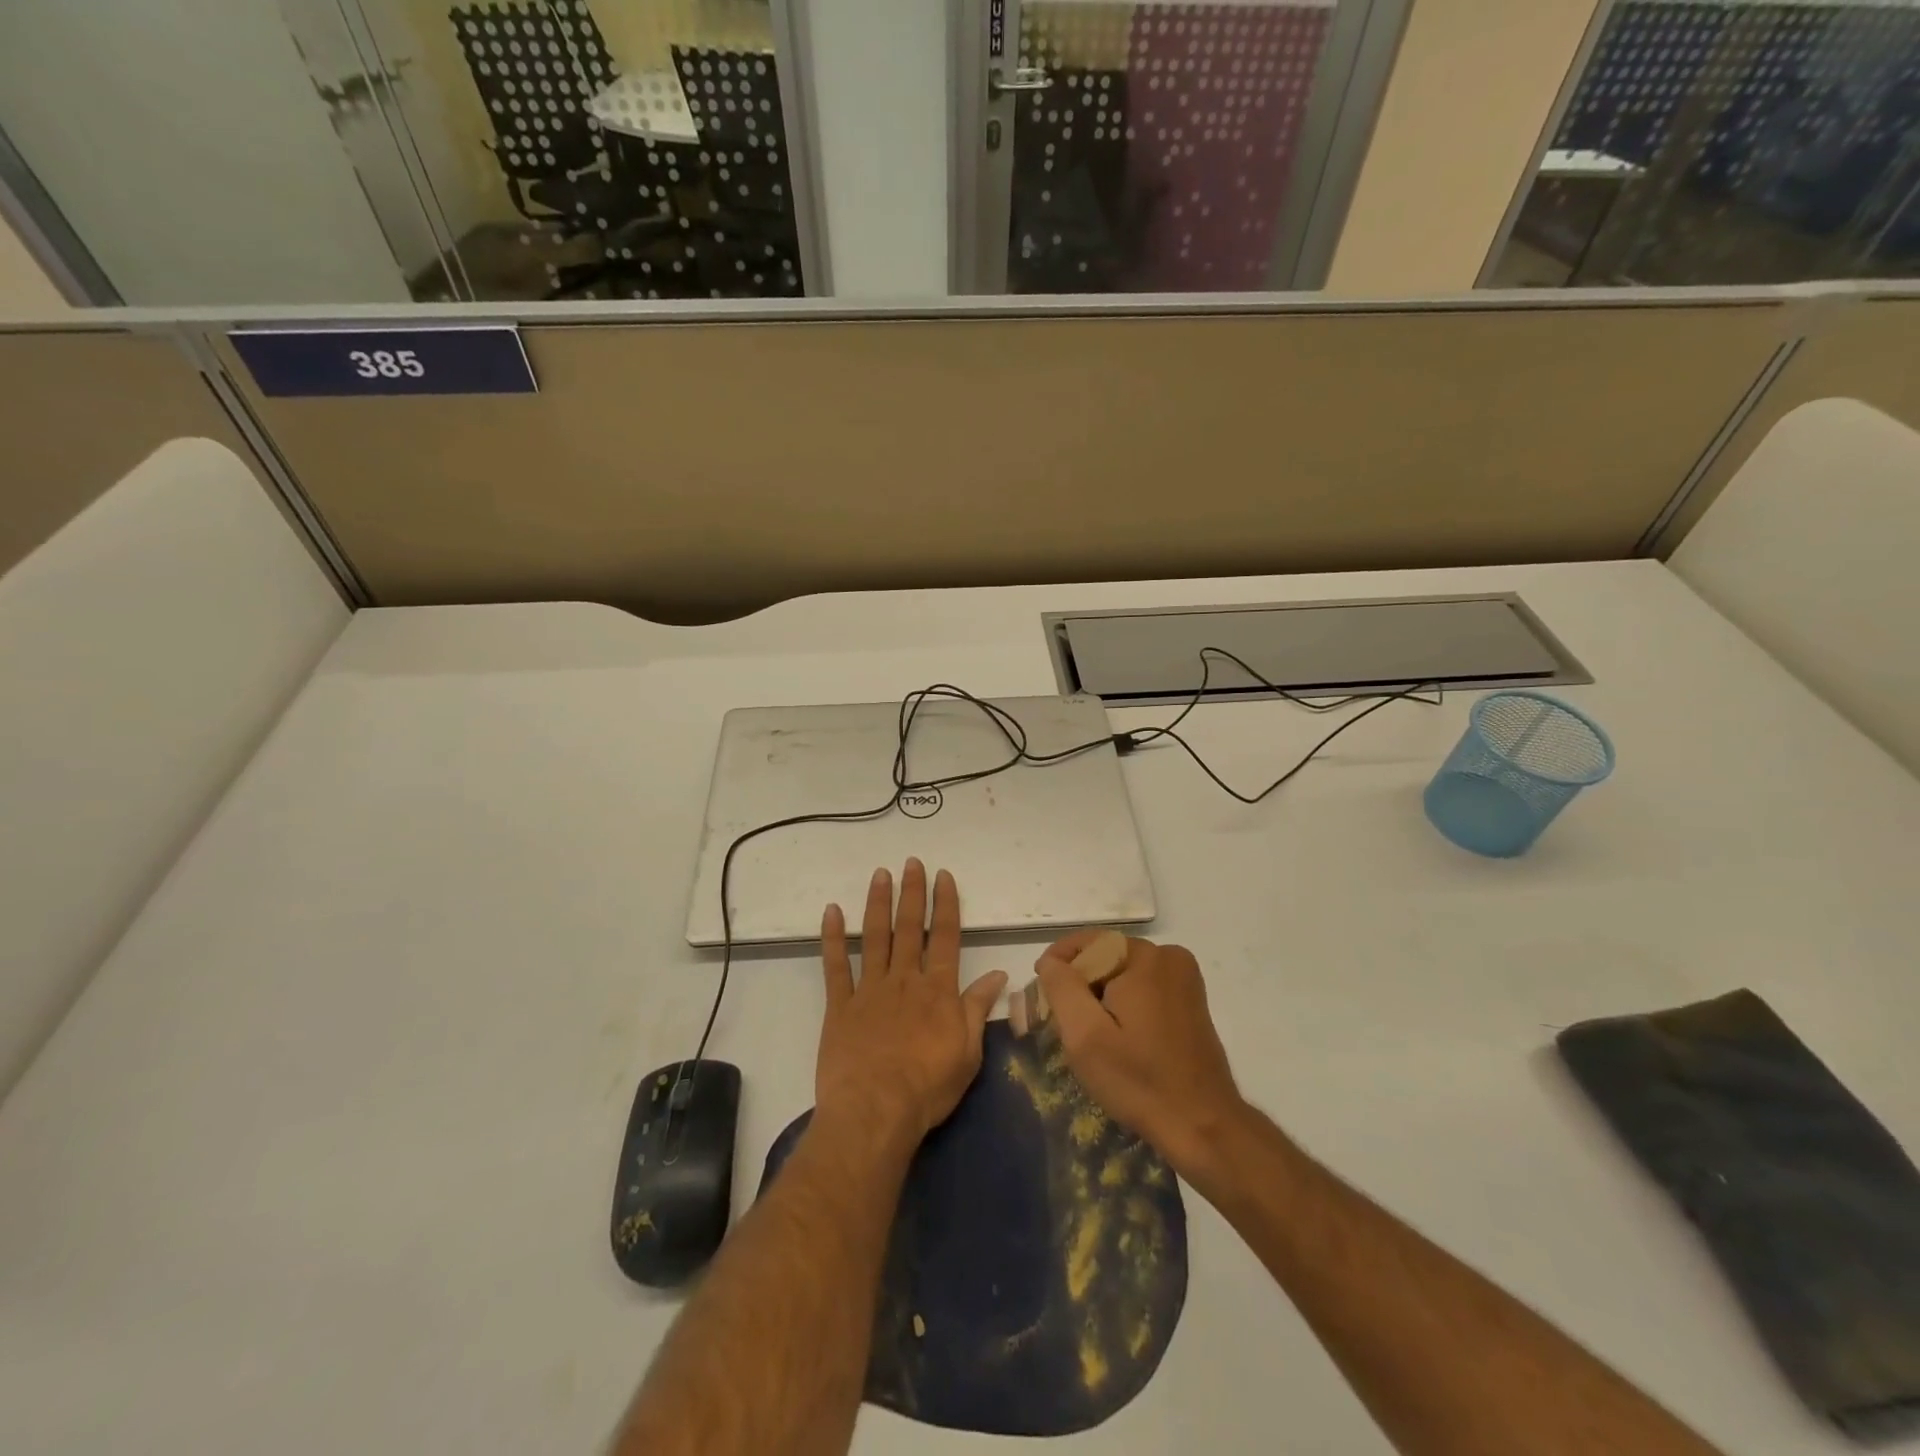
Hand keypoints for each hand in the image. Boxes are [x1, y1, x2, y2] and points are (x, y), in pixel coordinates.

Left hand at [816, 861, 1007, 1144]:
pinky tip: (832, 912)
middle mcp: (904, 980)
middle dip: (912, 893)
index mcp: (937, 990)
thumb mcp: (968, 1052)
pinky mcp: (840, 1006)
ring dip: (878, 903)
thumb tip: (998, 974)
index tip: (943, 876)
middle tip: (911, 862)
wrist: (875, 1111)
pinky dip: (833, 938)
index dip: (945, 904)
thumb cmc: (928, 1087)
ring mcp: (869, 990)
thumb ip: (978, 1008)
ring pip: (875, 937)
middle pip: (909, 928)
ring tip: (880, 874)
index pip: (945, 937)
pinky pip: (835, 966)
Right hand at [1034, 931, 1244, 1179]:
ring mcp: (1184, 977)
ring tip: (1092, 1037)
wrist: (1203, 1126)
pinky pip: (1144, 986)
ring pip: (1123, 972)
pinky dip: (1124, 1004)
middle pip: (1105, 956)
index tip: (1043, 999)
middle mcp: (1168, 956)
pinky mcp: (1191, 998)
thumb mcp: (1085, 1036)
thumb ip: (1062, 988)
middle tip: (1067, 1026)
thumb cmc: (1139, 1081)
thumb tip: (1050, 961)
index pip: (1086, 943)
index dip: (1058, 966)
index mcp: (1144, 957)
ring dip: (1102, 996)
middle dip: (1081, 985)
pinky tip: (1120, 1038)